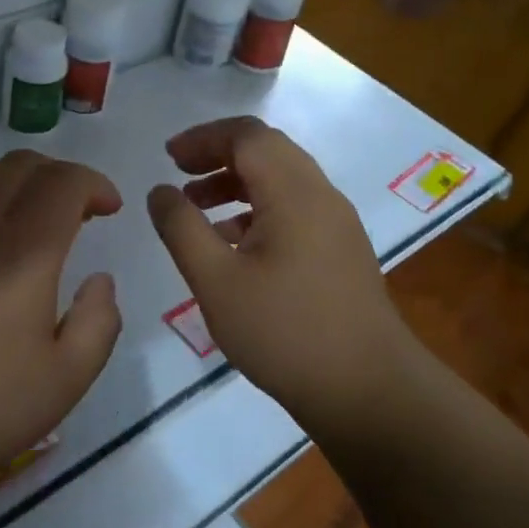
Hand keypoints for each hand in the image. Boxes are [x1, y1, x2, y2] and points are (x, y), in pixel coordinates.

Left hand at [0, 150, 123, 482]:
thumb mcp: (68, 377)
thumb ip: (99, 320)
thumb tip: (99, 280)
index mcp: (26, 249)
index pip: (64, 181)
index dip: (95, 184)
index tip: (109, 209)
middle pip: (22, 164)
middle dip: (58, 176)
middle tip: (75, 212)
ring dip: (14, 181)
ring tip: (26, 218)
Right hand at [146, 116, 414, 424]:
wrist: (368, 391)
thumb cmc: (285, 331)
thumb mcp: (216, 280)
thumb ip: (181, 228)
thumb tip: (160, 191)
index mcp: (294, 192)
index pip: (247, 135)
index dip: (203, 138)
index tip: (167, 157)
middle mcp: (321, 195)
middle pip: (267, 151)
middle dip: (218, 156)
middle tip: (179, 175)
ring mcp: (337, 224)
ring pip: (282, 181)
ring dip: (237, 184)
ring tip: (197, 210)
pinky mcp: (341, 251)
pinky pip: (295, 210)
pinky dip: (258, 211)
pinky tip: (233, 246)